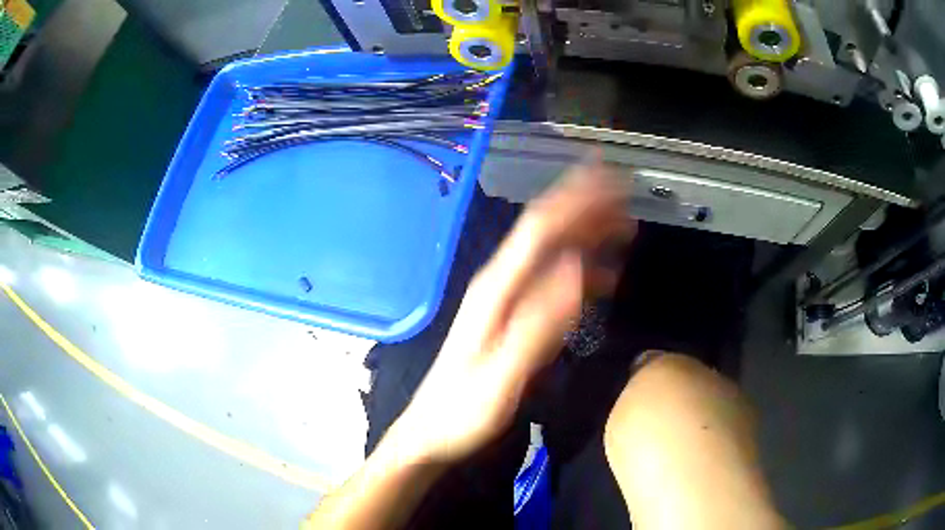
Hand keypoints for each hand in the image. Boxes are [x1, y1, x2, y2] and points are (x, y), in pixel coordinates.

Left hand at [386, 156, 635, 463]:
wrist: (431, 433)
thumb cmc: (462, 411)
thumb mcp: (501, 376)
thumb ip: (537, 326)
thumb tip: (576, 270)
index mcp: (497, 290)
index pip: (540, 228)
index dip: (575, 197)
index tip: (610, 175)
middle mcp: (501, 284)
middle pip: (546, 230)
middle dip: (585, 204)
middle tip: (624, 188)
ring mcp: (506, 300)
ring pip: (551, 251)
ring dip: (587, 231)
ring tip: (623, 222)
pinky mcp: (513, 317)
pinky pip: (551, 280)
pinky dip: (581, 268)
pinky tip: (602, 273)